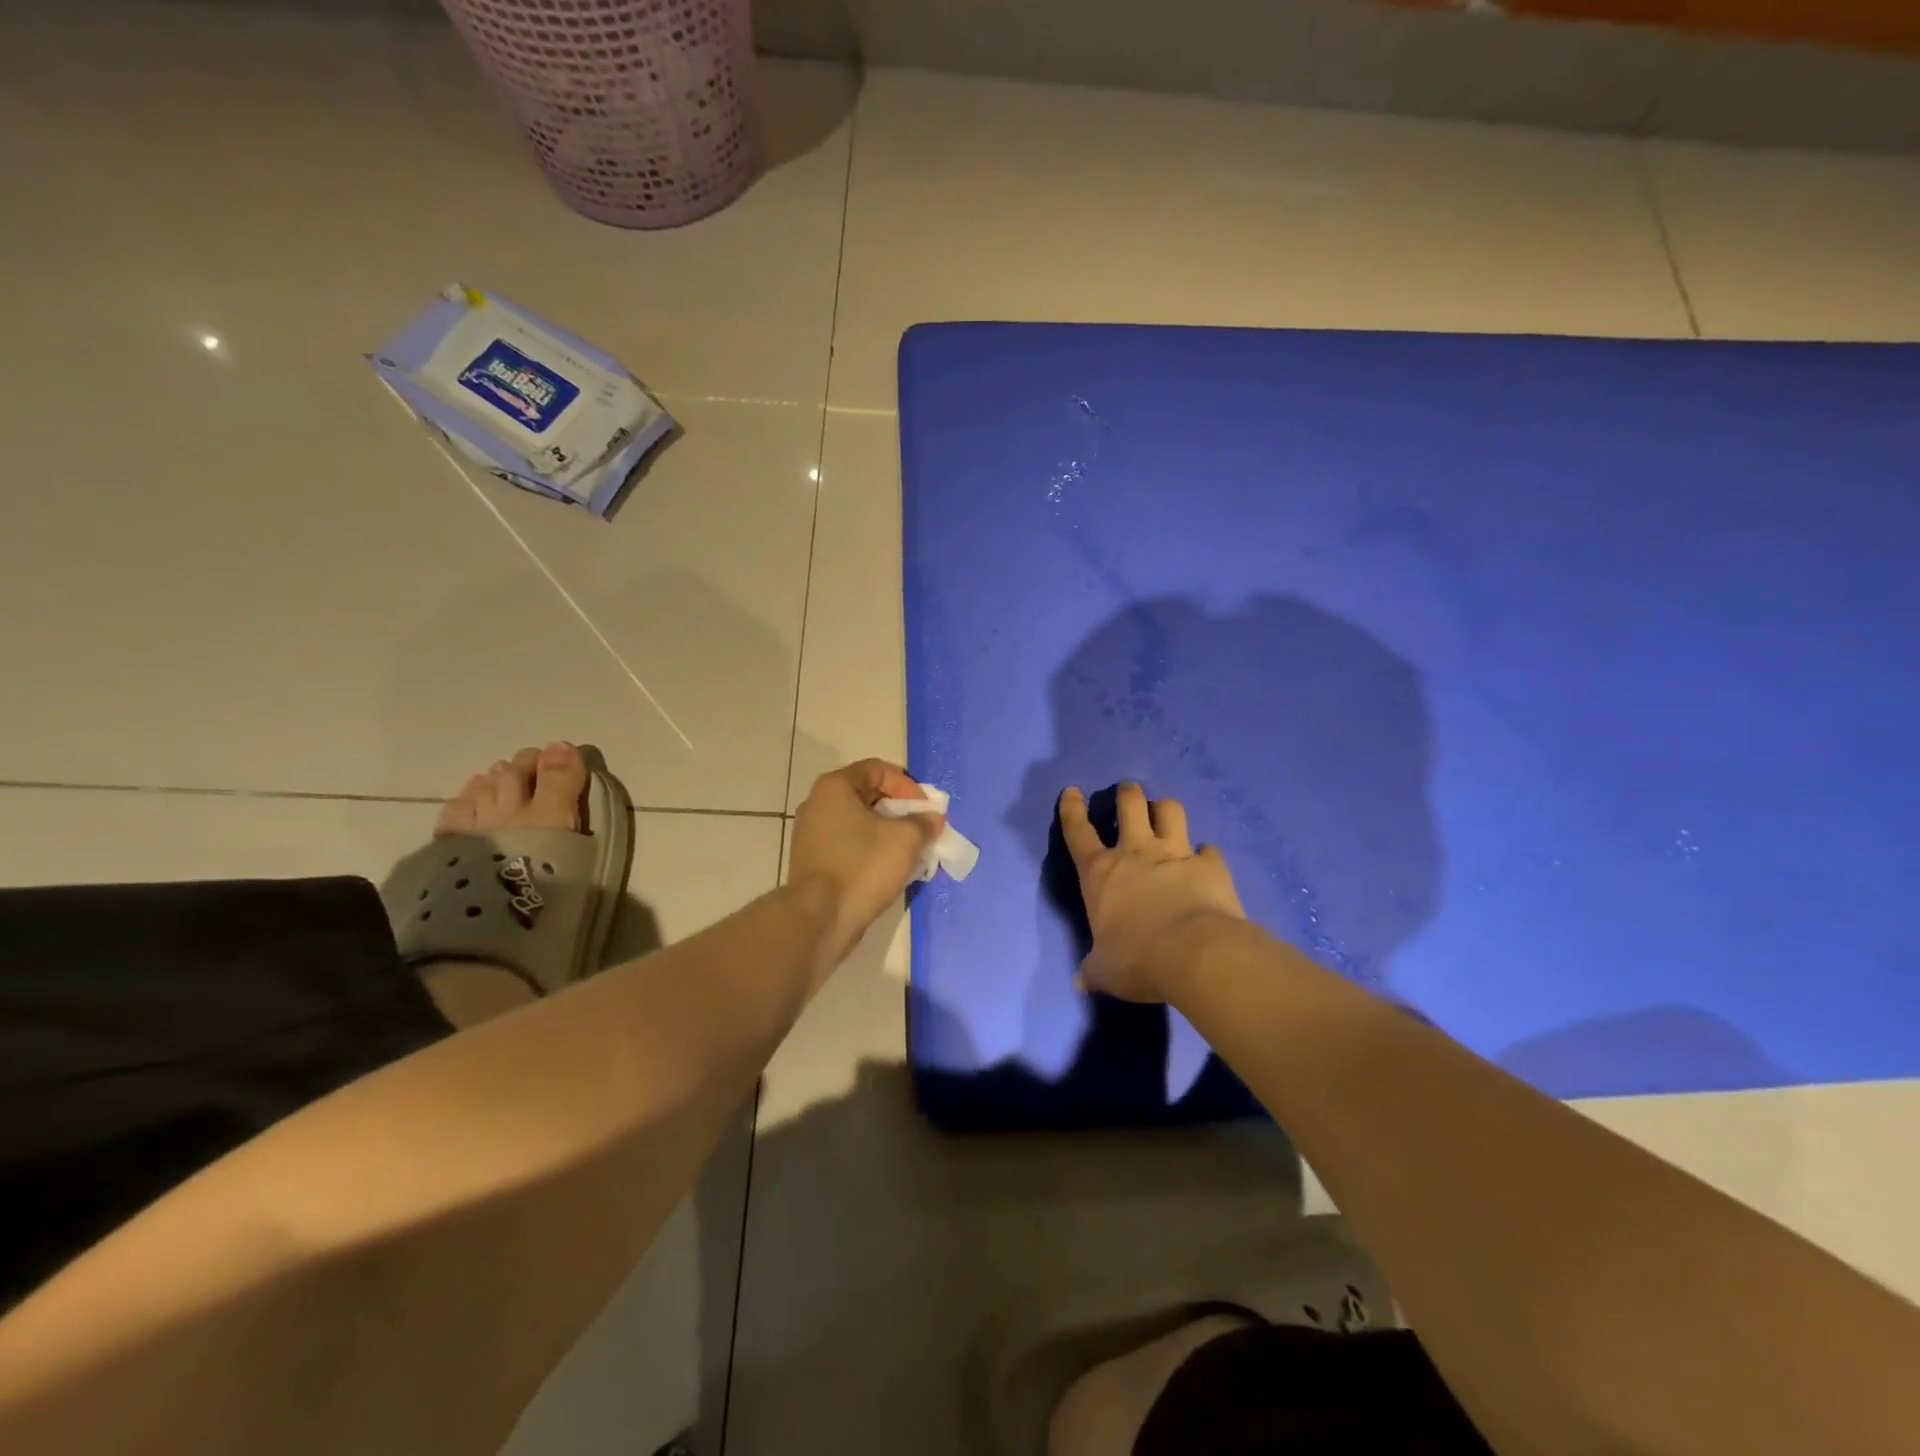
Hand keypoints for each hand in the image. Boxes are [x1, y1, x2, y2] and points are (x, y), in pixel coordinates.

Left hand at [788, 759, 942, 980]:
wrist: (820, 918)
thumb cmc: (863, 866)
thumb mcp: (905, 839)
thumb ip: (923, 822)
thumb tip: (932, 819)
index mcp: (835, 787)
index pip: (878, 769)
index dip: (907, 786)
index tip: (924, 810)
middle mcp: (817, 804)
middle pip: (867, 795)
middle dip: (899, 811)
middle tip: (921, 829)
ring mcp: (810, 834)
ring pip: (858, 823)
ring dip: (886, 833)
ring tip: (909, 851)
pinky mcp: (812, 861)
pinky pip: (848, 845)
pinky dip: (870, 850)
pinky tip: (888, 869)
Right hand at [1058, 782, 1246, 1003]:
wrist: (1195, 954)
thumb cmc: (1137, 960)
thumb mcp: (1106, 970)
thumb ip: (1094, 969)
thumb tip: (1082, 982)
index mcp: (1100, 873)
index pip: (1078, 832)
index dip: (1072, 809)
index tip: (1072, 791)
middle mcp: (1135, 853)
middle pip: (1130, 805)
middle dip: (1127, 793)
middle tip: (1128, 791)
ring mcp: (1175, 854)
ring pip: (1171, 810)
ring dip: (1166, 808)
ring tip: (1165, 811)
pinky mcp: (1210, 865)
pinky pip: (1209, 849)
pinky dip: (1207, 853)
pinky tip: (1207, 859)